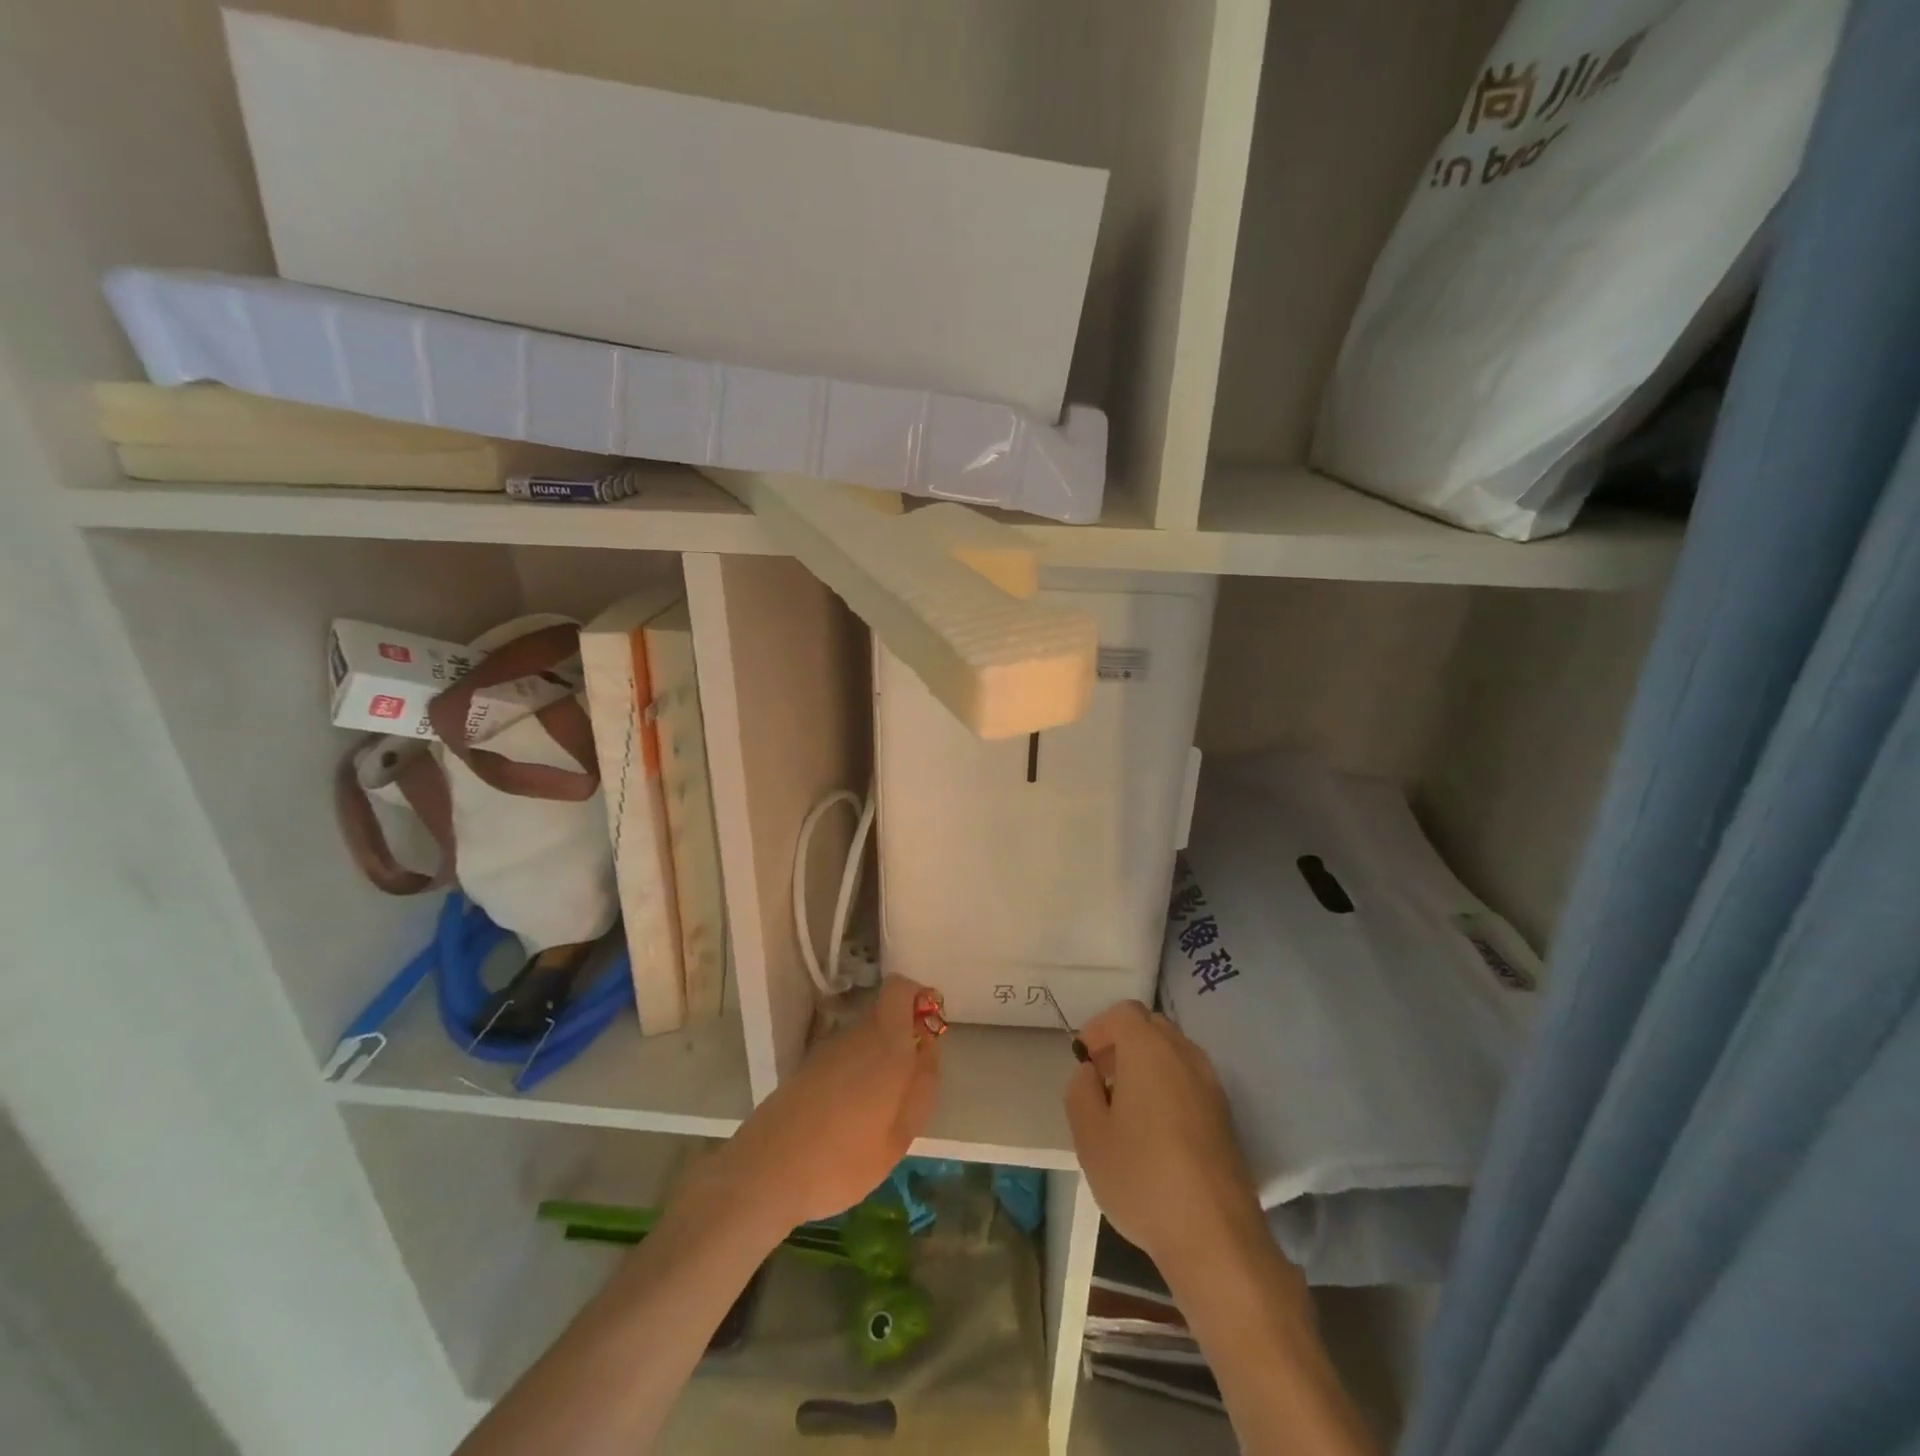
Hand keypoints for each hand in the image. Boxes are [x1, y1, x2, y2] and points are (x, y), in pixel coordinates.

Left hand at [690, 977, 941, 1235]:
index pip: (900, 988)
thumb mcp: (899, 1136)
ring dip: (877, 1061)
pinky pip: (843, 1059)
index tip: (928, 1031)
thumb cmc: (843, 1159)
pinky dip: (853, 1077)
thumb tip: (930, 1049)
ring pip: (864, 1039)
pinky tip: (848, 1120)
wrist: (766, 1173)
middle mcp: (856, 1036)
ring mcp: (827, 1051)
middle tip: (909, 1086)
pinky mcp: (806, 1069)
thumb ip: (921, 1087)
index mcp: (886, 1044)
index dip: (918, 999)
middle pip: (885, 1015)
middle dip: (902, 1039)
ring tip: (879, 1112)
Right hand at [1066, 1001, 1266, 1279]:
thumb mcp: (1089, 1137)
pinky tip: (1155, 1129)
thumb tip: (1091, 1073)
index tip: (1083, 1060)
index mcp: (1149, 1050)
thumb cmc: (1142, 1178)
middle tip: (1102, 1078)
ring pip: (1173, 1053)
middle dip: (1123, 1042)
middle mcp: (1185, 1055)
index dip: (1099, 1028)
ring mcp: (1212, 1084)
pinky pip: (1190, 1079)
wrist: (1216, 1236)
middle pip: (1151, 1027)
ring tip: (1126, 1106)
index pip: (1124, 1013)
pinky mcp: (1226, 1115)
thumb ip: (1081, 1091)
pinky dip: (1168, 1085)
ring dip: (1147, 1064)